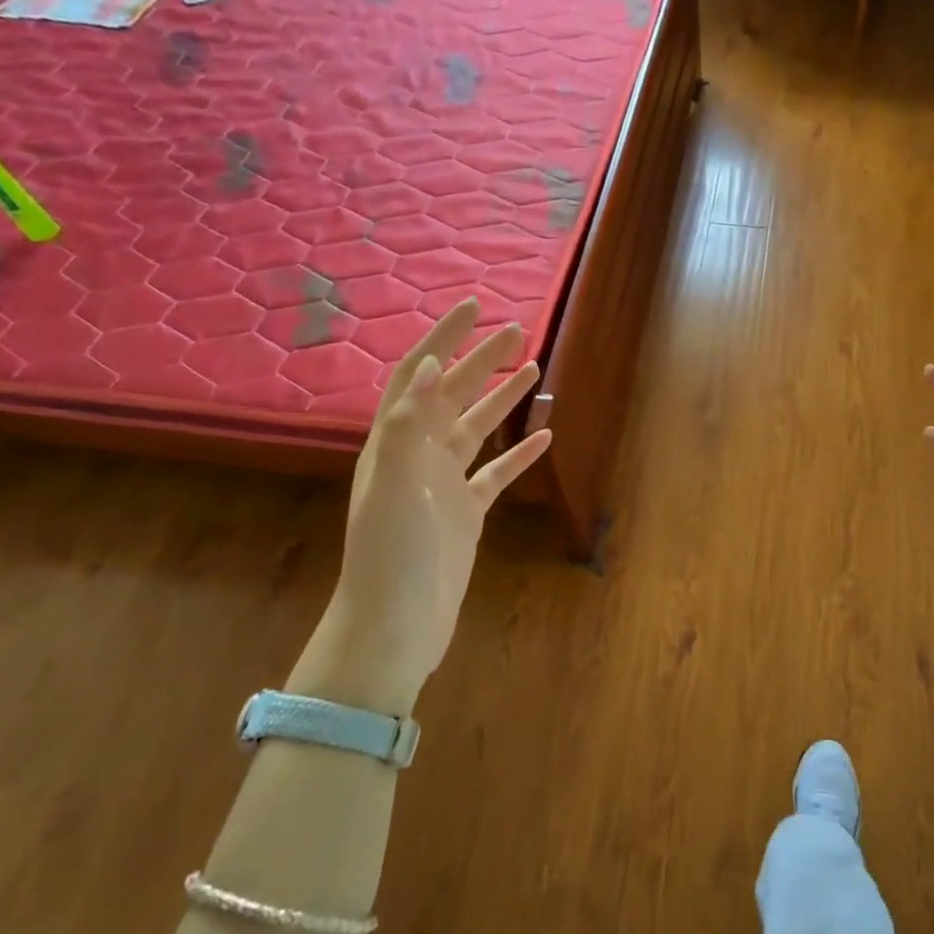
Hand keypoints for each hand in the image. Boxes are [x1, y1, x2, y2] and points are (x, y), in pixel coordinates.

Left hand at [300, 298, 551, 713]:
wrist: (395, 626)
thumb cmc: (390, 556)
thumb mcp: (392, 487)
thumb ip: (407, 427)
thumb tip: (425, 368)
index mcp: (395, 443)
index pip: (418, 376)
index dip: (442, 339)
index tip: (473, 307)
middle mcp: (417, 456)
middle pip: (452, 395)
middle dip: (481, 360)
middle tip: (517, 331)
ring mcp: (443, 484)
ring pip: (477, 428)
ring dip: (501, 398)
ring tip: (532, 369)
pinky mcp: (467, 512)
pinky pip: (496, 473)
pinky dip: (518, 453)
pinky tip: (543, 438)